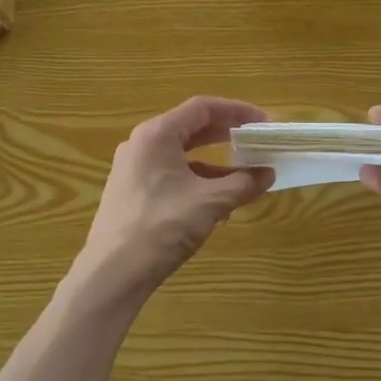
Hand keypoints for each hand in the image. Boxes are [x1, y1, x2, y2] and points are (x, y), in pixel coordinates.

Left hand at [74, 97, 273, 302]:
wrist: (113, 272)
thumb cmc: (163, 227)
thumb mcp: (210, 203)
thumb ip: (243, 184)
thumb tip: (267, 174)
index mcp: (157, 135)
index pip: (202, 108)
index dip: (237, 111)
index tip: (263, 123)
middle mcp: (142, 145)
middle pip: (191, 129)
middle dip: (227, 136)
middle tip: (256, 143)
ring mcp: (133, 170)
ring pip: (182, 156)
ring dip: (215, 164)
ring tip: (244, 179)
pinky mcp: (132, 193)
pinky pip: (171, 176)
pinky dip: (197, 182)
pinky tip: (218, 205)